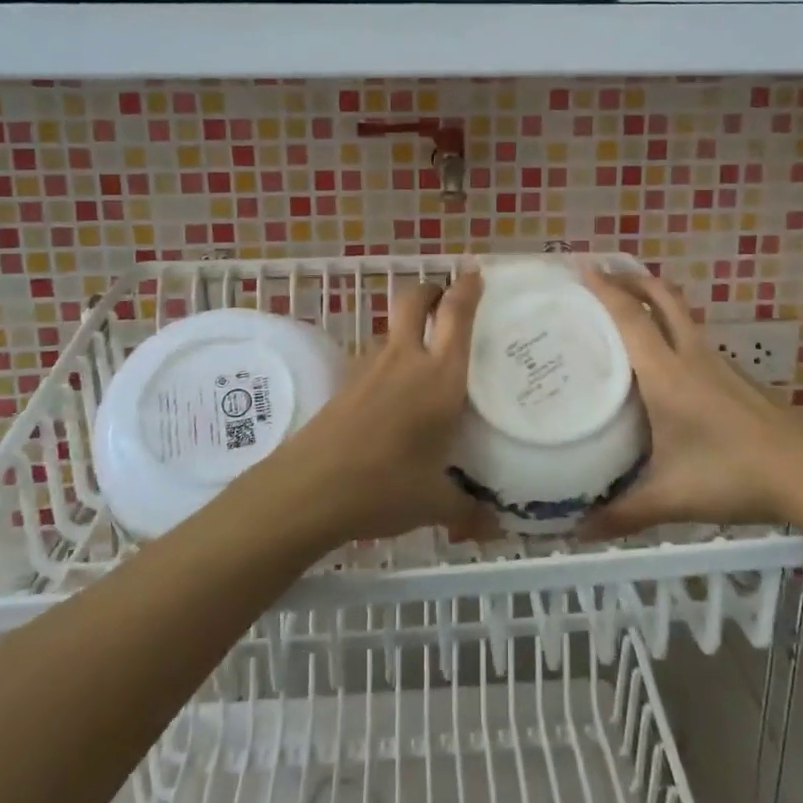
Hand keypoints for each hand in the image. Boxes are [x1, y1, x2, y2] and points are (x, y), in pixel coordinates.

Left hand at [275, 269, 493, 544]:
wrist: (309, 489)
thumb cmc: (384, 486)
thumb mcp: (434, 503)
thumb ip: (466, 510)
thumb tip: (494, 530)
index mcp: (439, 378)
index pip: (457, 315)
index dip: (468, 288)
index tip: (476, 273)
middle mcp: (406, 360)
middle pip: (415, 300)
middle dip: (432, 290)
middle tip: (447, 298)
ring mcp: (371, 368)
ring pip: (393, 328)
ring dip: (410, 326)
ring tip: (427, 353)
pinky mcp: (346, 383)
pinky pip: (376, 357)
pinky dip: (392, 359)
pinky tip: (396, 393)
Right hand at [579, 269, 802, 536]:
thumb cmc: (733, 475)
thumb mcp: (672, 497)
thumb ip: (623, 513)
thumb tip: (577, 532)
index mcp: (667, 374)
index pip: (631, 319)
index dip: (605, 290)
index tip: (581, 266)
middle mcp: (692, 357)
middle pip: (662, 298)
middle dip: (632, 279)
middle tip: (603, 272)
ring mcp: (720, 364)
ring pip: (682, 316)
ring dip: (654, 301)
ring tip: (628, 311)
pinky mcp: (737, 378)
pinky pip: (695, 339)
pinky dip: (672, 330)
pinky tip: (667, 362)